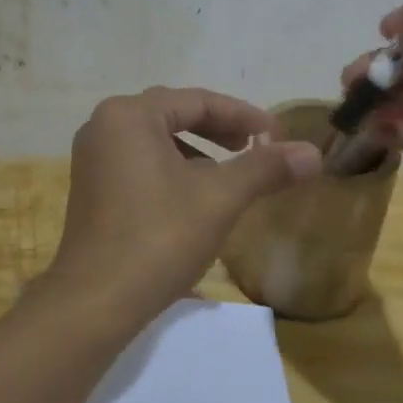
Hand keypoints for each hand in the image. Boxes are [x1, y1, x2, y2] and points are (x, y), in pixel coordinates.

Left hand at [43, 87, 322, 322]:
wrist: (96, 302)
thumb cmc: (159, 238)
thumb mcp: (219, 199)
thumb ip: (264, 169)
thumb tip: (313, 153)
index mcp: (128, 116)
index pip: (196, 101)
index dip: (242, 115)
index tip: (275, 135)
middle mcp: (103, 127)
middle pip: (172, 115)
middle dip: (217, 130)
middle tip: (253, 147)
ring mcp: (91, 159)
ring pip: (154, 141)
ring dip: (195, 152)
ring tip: (226, 177)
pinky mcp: (90, 189)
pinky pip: (138, 164)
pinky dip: (170, 171)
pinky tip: (191, 200)